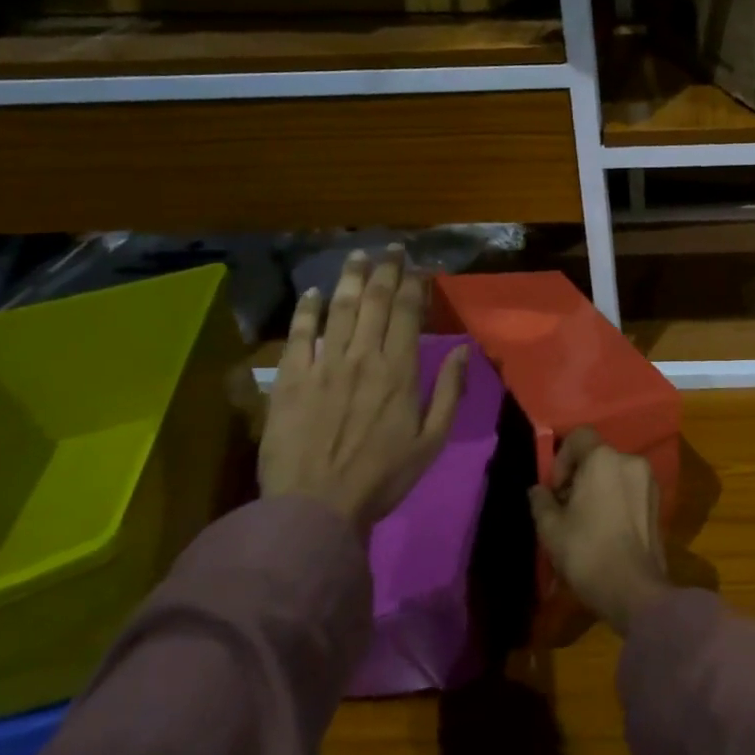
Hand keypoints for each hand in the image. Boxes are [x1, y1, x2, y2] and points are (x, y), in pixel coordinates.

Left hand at [260, 247, 466, 535]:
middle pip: (374, 301)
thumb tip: (464, 348)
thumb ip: (448, 390)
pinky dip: (307, 310)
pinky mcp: (290, 379)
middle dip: (385, 270)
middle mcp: (363, 357)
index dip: (414, 285)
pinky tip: (314, 292)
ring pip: (339, 309)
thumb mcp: (432, 440)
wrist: (315, 507)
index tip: (419, 266)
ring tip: (357, 254)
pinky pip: (300, 335)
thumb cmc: (382, 476)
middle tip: (391, 248)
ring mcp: (323, 365)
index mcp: (399, 371)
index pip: (407, 314)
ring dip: (350, 278)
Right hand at [528, 428, 669, 634]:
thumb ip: (541, 501)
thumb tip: (538, 490)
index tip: (556, 490)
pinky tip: (606, 528)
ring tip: (585, 521)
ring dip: (598, 487)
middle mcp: (630, 460)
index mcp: (604, 459)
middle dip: (578, 476)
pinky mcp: (659, 500)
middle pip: (597, 455)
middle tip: (566, 508)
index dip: (561, 459)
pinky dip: (615, 498)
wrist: (634, 589)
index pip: (578, 436)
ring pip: (614, 472)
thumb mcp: (551, 528)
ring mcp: (649, 480)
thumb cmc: (587, 552)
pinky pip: (630, 488)